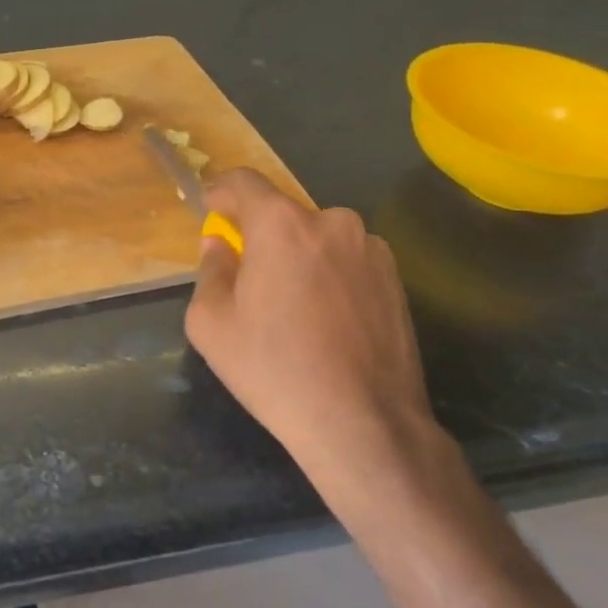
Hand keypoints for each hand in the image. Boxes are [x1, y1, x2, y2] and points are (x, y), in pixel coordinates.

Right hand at [185, 169, 436, 477]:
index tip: (211, 211)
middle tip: (250, 275)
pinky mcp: (396, 279)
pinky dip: (330, 275)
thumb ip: (211, 270)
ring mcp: (371, 249)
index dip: (221, 192)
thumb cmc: (275, 370)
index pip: (244, 182)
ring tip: (294, 306)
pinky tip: (327, 321)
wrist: (365, 426)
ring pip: (318, 238)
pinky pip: (348, 261)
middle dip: (261, 235)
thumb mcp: (212, 323)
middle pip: (283, 213)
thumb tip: (220, 245)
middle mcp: (332, 222)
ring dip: (299, 256)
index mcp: (282, 224)